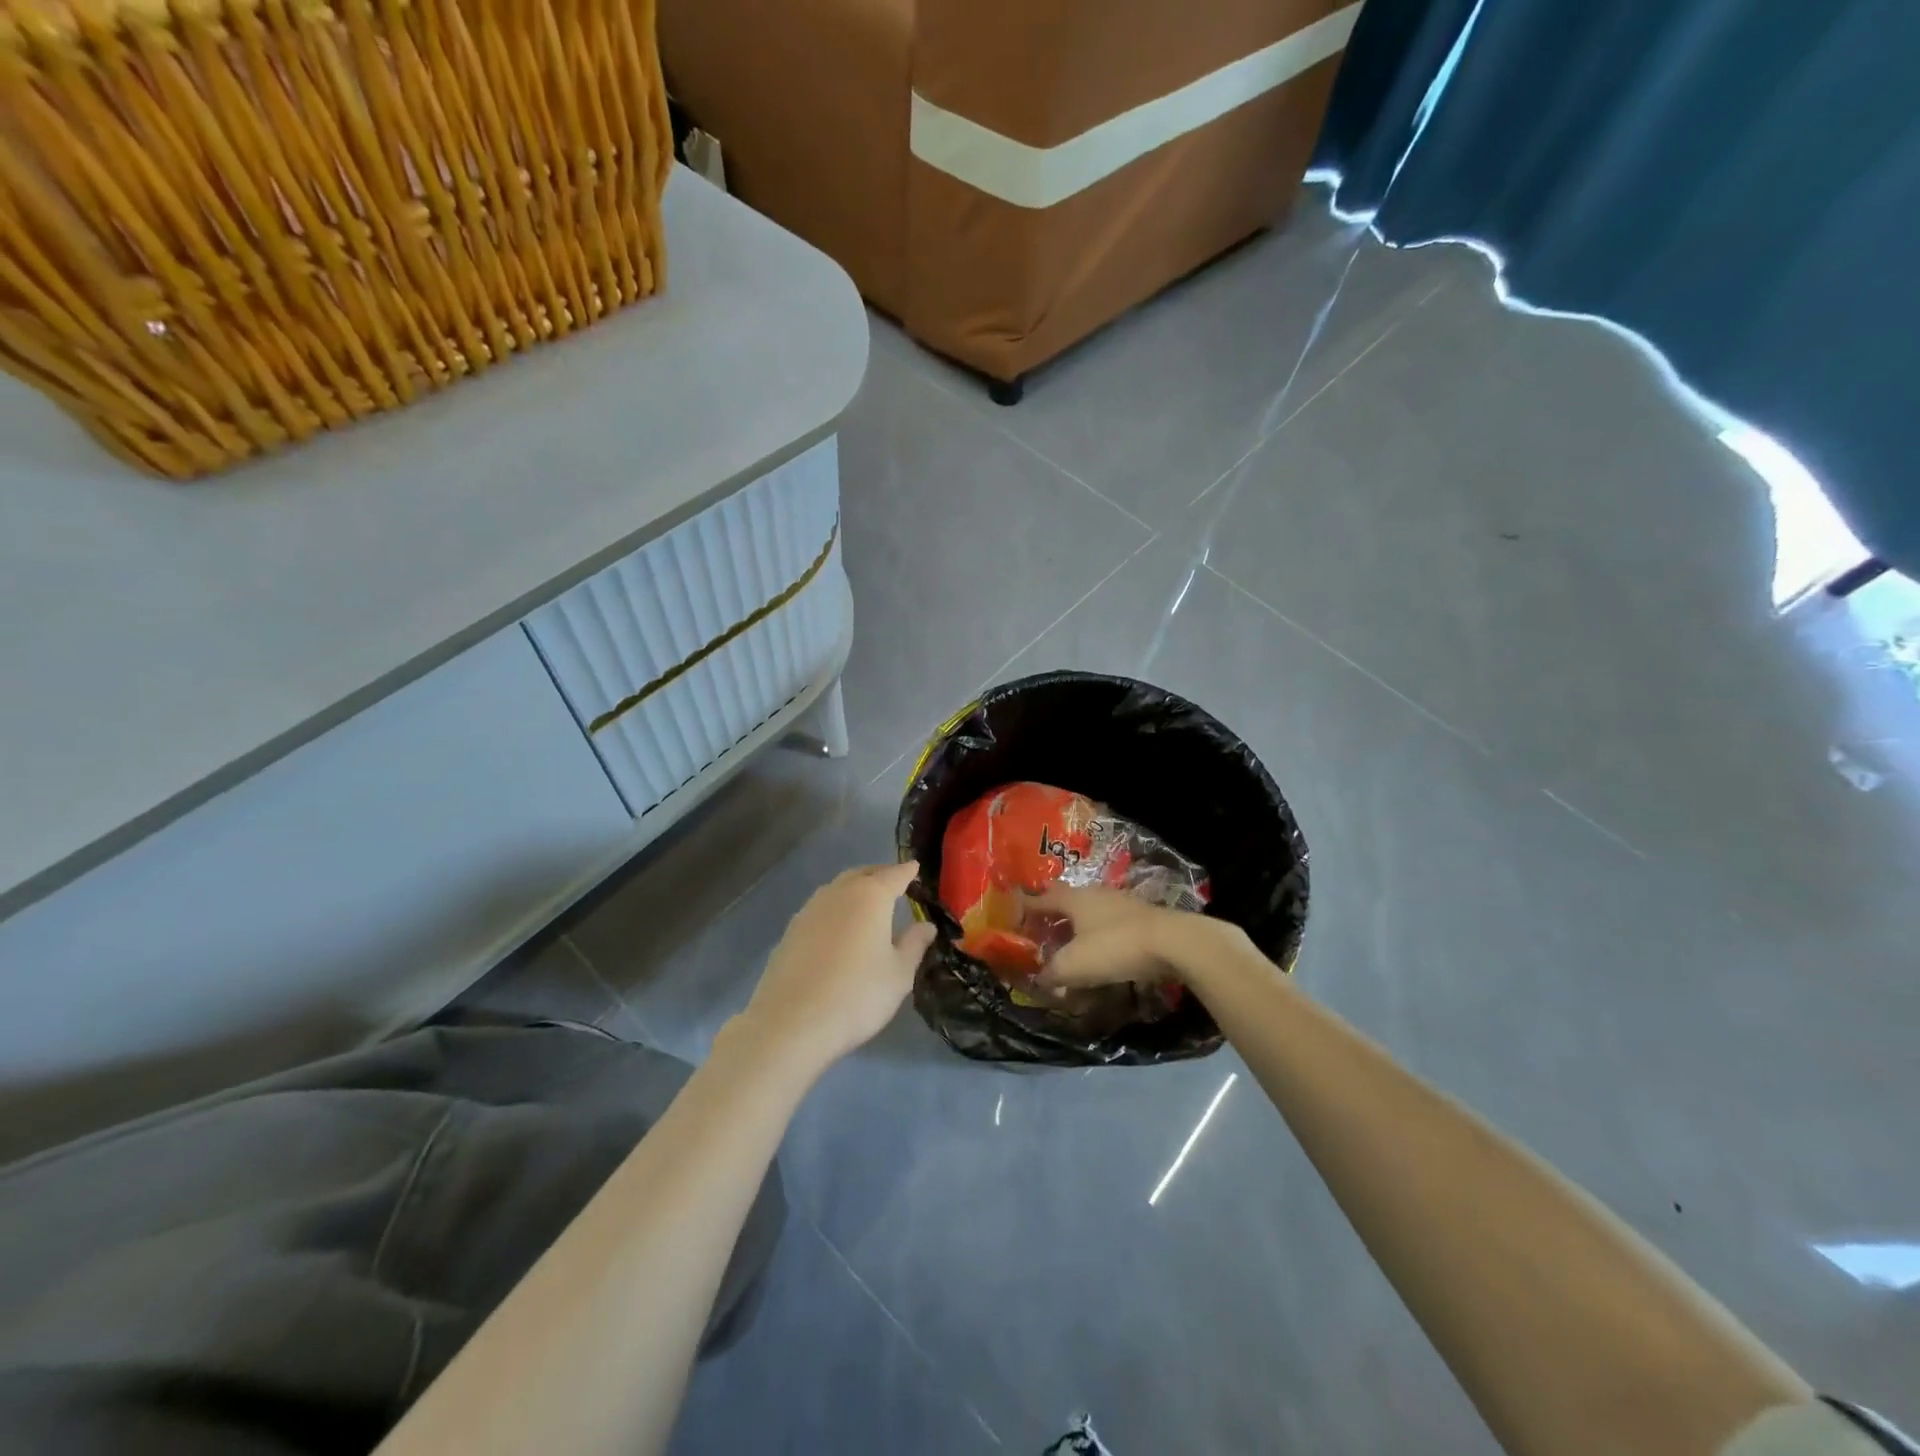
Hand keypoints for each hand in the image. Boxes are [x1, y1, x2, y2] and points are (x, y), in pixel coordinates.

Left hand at [739, 862, 936, 1074]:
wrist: (791, 1023)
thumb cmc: (856, 995)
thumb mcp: (898, 974)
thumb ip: (914, 944)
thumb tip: (926, 925)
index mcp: (870, 897)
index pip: (894, 875)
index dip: (907, 872)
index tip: (915, 868)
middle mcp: (838, 894)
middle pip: (862, 875)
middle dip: (879, 875)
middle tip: (894, 883)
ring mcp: (809, 910)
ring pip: (837, 889)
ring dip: (854, 890)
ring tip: (867, 905)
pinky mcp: (790, 931)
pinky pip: (820, 909)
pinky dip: (835, 909)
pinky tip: (839, 929)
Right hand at [1029, 885, 1190, 990]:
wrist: (1173, 943)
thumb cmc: (1114, 947)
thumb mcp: (1074, 965)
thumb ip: (1052, 972)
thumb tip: (1040, 978)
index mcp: (1074, 899)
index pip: (1042, 898)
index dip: (1026, 906)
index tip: (1014, 912)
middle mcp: (1095, 894)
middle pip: (1067, 900)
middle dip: (1053, 913)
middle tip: (1040, 926)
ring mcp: (1121, 903)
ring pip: (1090, 911)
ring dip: (1078, 926)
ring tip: (1069, 942)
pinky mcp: (1141, 918)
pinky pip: (1110, 924)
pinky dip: (1099, 935)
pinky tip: (1101, 951)